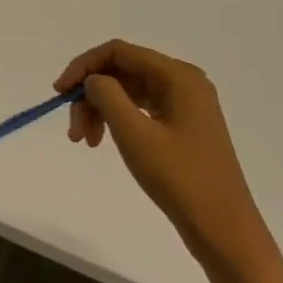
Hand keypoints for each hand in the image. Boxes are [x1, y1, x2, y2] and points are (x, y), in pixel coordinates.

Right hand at [56, 40, 273, 281]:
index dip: (83, 66)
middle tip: (73, 130)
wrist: (224, 230)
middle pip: (122, 71)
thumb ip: (107, 95)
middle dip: (91, 95)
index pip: (118, 52)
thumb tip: (92, 79)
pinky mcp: (183, 125)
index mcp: (178, 76)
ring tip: (84, 142)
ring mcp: (185, 104)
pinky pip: (141, 109)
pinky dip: (118, 121)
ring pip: (129, 92)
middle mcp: (183, 82)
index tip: (59, 93)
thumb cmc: (180, 178)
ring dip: (101, 110)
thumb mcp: (135, 134)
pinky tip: (103, 140)